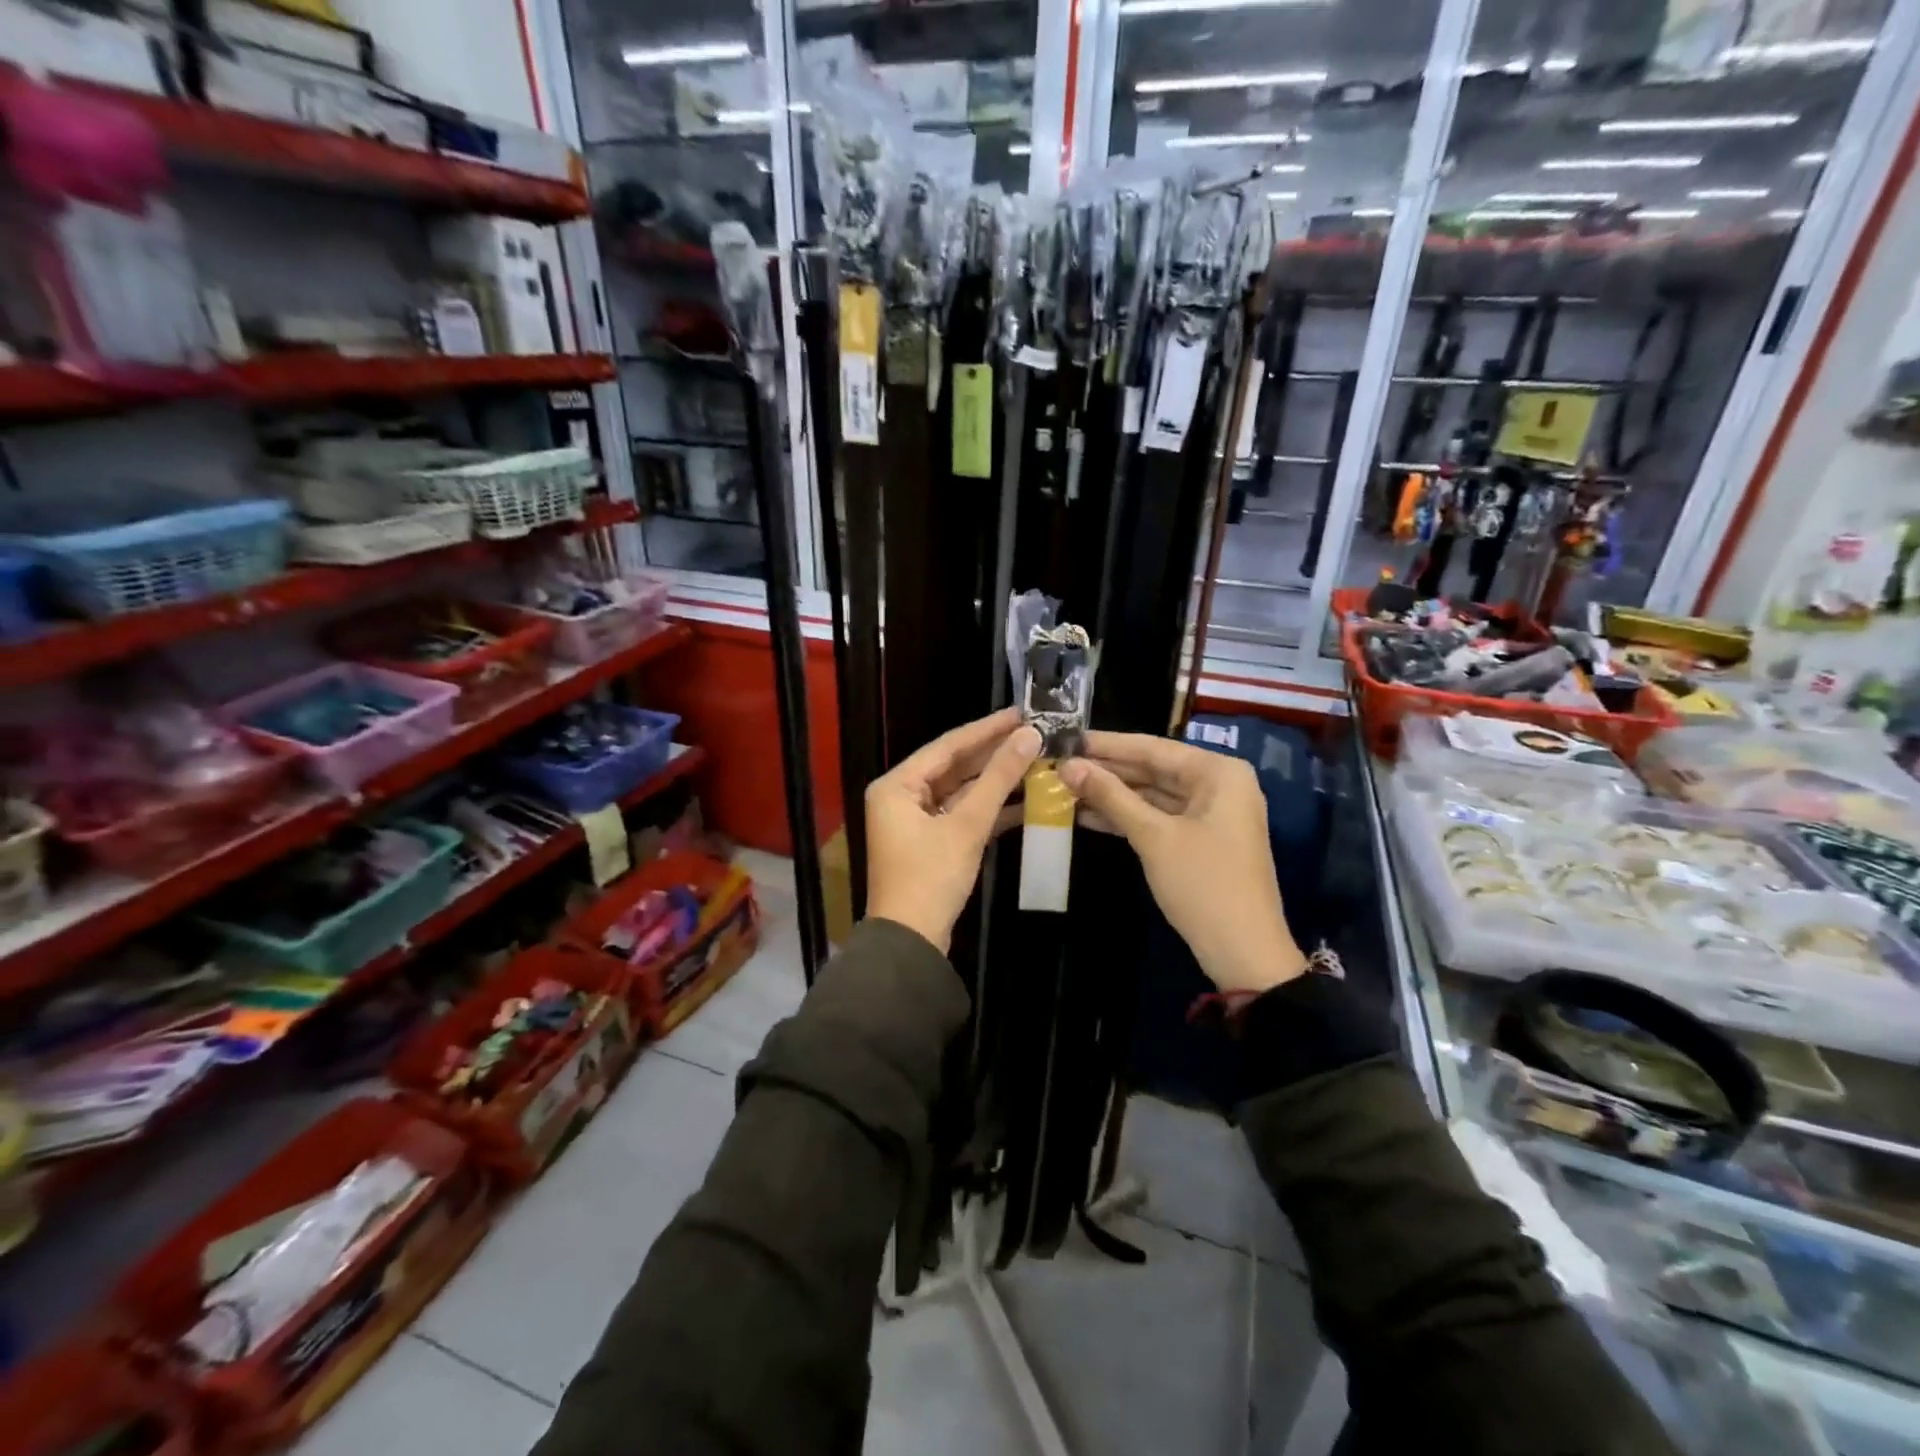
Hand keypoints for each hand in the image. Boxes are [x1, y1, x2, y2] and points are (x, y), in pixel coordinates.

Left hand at [866, 708, 1040, 954]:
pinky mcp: (932, 842)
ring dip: (996, 781)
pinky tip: (1026, 799)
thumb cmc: (931, 878)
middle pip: (954, 766)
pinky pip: (962, 814)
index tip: (1021, 713)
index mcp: (897, 785)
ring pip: (961, 791)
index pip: (947, 746)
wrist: (912, 942)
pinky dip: (990, 809)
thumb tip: (1029, 736)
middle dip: (994, 754)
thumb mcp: (967, 826)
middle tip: (1034, 733)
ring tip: (1036, 761)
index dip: (986, 729)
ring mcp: (916, 820)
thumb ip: (998, 779)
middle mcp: (901, 796)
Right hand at [1060, 732, 1305, 994]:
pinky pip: (1159, 817)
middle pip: (1153, 769)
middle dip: (1106, 770)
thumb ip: (1110, 796)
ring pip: (1153, 794)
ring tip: (1065, 788)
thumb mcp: (1153, 836)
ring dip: (1112, 795)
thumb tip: (1068, 765)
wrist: (1243, 952)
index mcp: (1218, 772)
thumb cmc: (1202, 884)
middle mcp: (1219, 784)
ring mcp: (1212, 813)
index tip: (1066, 737)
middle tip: (1059, 763)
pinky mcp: (1201, 839)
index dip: (1106, 745)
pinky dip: (1128, 817)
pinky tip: (1087, 815)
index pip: (1152, 747)